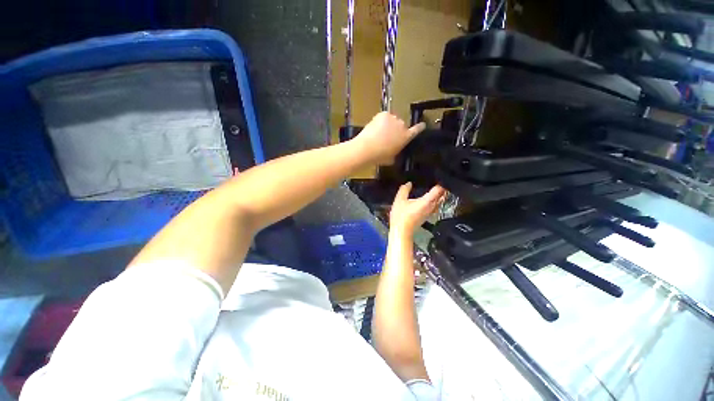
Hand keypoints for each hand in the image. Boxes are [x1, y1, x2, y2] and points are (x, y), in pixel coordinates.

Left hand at [355, 112, 425, 165]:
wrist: (367, 148)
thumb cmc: (380, 156)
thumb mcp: (392, 158)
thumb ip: (396, 152)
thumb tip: (394, 151)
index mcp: (406, 137)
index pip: (417, 130)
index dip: (420, 127)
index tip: (422, 124)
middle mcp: (402, 126)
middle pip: (402, 125)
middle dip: (397, 129)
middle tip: (388, 136)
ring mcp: (393, 119)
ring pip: (393, 120)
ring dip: (389, 124)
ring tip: (380, 132)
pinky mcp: (384, 114)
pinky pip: (385, 116)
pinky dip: (381, 120)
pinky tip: (376, 127)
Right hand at [389, 182, 445, 234]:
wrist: (402, 231)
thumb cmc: (401, 215)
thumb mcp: (399, 200)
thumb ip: (404, 190)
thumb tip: (409, 183)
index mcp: (427, 201)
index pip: (439, 190)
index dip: (441, 182)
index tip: (439, 176)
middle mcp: (432, 206)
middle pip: (442, 195)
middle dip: (442, 188)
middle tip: (438, 180)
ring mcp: (431, 212)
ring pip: (440, 201)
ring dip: (439, 195)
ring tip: (435, 188)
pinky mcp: (428, 216)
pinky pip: (436, 205)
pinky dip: (435, 200)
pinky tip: (429, 198)